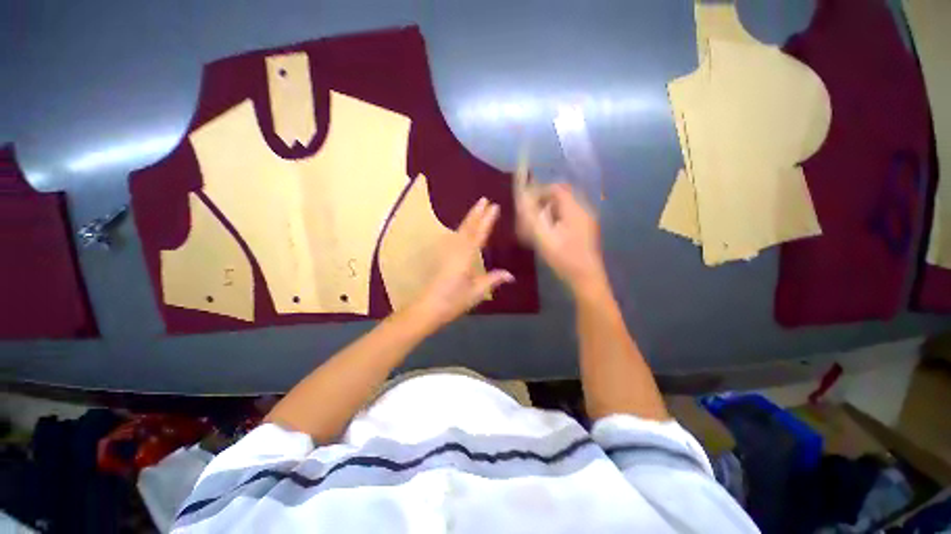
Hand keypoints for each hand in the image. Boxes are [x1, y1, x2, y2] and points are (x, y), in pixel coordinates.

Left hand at [409, 198, 514, 328]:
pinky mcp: (443, 257)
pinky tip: (464, 229)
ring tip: (476, 209)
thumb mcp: (476, 292)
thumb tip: (511, 275)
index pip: (479, 235)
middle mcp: (456, 250)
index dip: (487, 220)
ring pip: (460, 231)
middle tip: (484, 199)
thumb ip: (493, 280)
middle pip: (467, 228)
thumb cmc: (453, 301)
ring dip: (469, 218)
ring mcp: (447, 252)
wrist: (428, 308)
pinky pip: (455, 237)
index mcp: (466, 257)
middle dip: (476, 213)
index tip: (494, 206)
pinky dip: (462, 229)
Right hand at [516, 183, 607, 296]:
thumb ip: (532, 218)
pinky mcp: (586, 229)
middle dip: (544, 201)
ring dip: (550, 209)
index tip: (527, 203)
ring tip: (538, 223)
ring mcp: (586, 220)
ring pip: (565, 205)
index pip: (557, 188)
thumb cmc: (564, 259)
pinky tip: (550, 231)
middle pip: (562, 195)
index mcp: (574, 210)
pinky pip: (570, 215)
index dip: (540, 192)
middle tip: (531, 214)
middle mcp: (583, 210)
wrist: (587, 278)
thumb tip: (522, 201)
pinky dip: (557, 217)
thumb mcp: (544, 238)